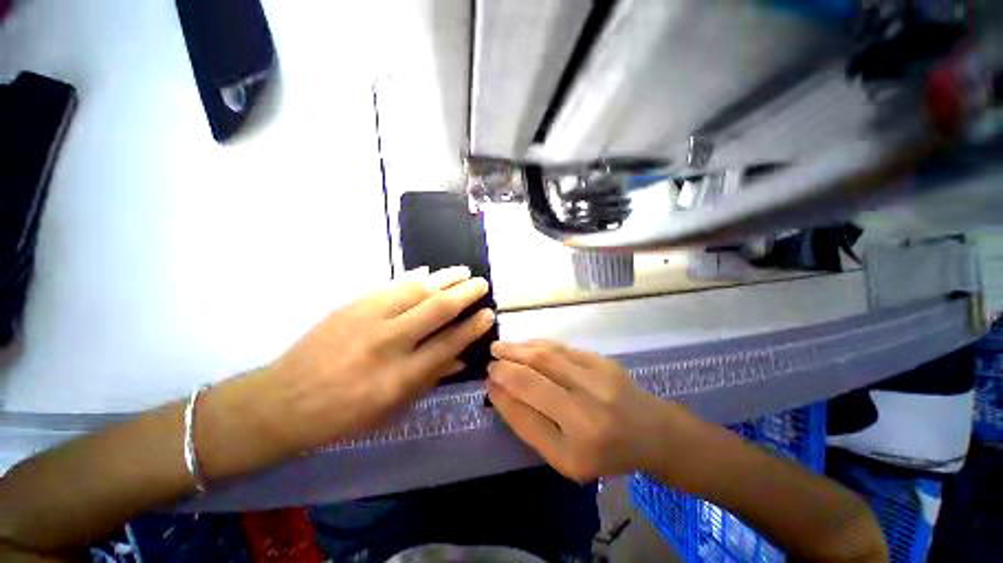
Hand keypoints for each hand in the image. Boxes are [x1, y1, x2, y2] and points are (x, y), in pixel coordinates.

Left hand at [197, 266, 494, 478]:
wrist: (283, 401)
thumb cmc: (344, 414)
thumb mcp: (392, 408)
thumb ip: (430, 378)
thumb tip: (461, 356)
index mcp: (400, 376)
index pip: (449, 343)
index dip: (473, 326)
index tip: (488, 314)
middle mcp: (389, 343)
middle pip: (437, 309)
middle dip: (465, 293)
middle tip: (481, 284)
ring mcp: (368, 319)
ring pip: (417, 289)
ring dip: (445, 278)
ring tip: (463, 271)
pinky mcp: (351, 305)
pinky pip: (391, 285)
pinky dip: (414, 277)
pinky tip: (429, 272)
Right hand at [487, 340, 676, 482]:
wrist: (652, 433)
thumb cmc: (605, 453)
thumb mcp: (565, 458)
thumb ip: (531, 426)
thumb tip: (501, 391)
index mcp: (575, 449)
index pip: (525, 416)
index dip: (502, 396)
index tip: (488, 383)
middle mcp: (586, 414)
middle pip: (533, 381)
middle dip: (505, 368)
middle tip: (489, 361)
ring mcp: (597, 382)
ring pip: (546, 358)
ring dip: (518, 350)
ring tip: (499, 347)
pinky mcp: (603, 362)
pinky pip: (562, 349)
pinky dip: (538, 345)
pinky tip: (525, 344)